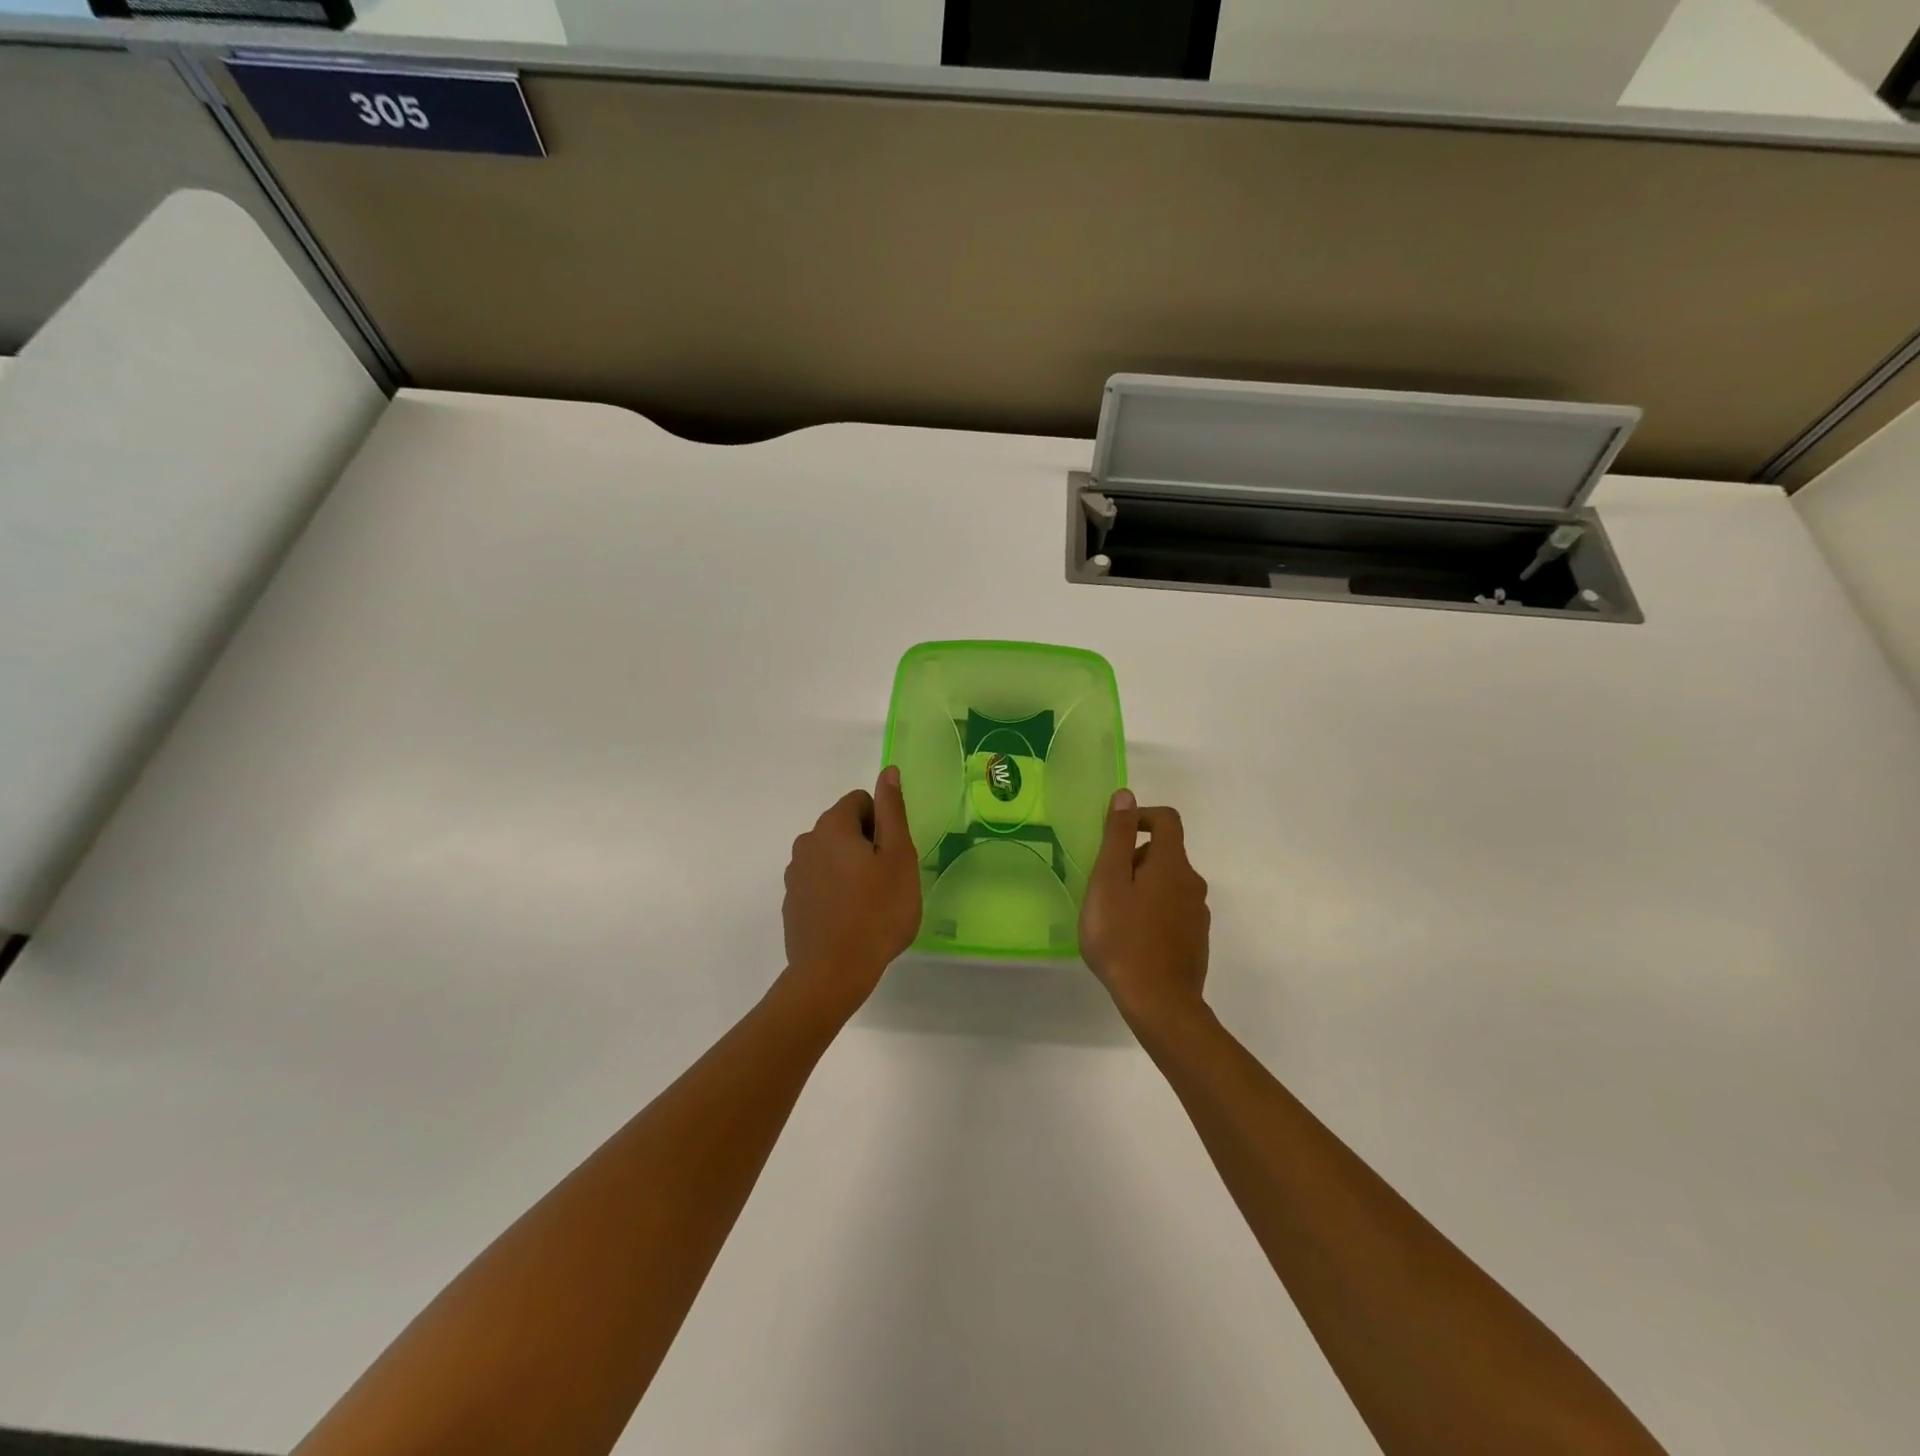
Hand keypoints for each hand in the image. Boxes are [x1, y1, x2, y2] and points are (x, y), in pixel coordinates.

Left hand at [782, 767, 922, 1016]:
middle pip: (844, 827)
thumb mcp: (899, 858)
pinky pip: (819, 882)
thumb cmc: (877, 912)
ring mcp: (794, 874)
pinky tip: (849, 920)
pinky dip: (834, 891)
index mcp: (832, 827)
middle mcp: (806, 842)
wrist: (832, 973)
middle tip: (886, 881)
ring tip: (868, 903)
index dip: (882, 824)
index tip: (892, 856)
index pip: (860, 801)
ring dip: (849, 868)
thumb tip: (888, 771)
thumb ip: (893, 811)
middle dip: (866, 845)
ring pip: (830, 856)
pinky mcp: (791, 903)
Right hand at [1079, 790, 1210, 1029]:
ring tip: (1114, 914)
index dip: (1140, 817)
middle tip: (1104, 885)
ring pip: (1168, 883)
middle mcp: (1192, 883)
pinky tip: (1132, 937)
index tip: (1113, 835)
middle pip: (1165, 852)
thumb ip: (1117, 836)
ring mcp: (1197, 913)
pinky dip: (1153, 911)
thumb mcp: (1109, 881)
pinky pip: (1173, 910)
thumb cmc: (1123, 937)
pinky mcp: (1196, 939)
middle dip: (1134, 858)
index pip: (1166, 819)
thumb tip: (1126, 795)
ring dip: (1142, 886)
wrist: (1159, 1002)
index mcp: (1172, 864)